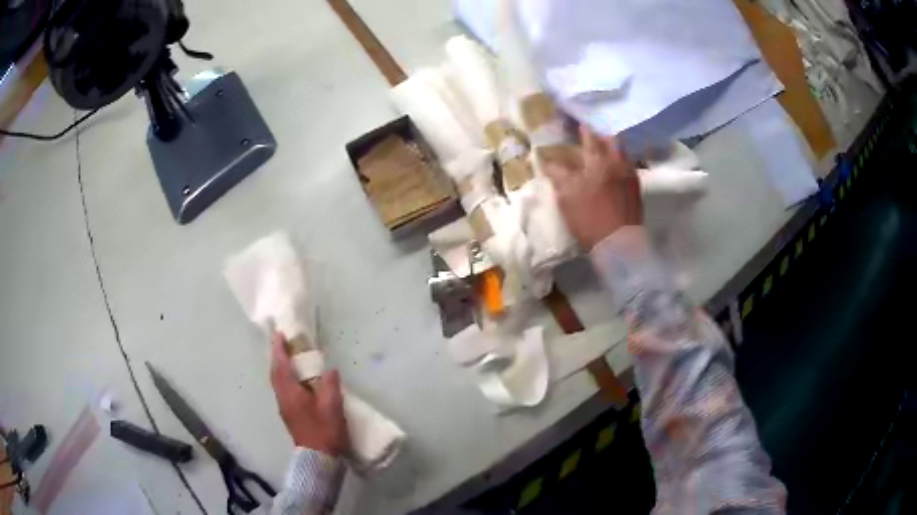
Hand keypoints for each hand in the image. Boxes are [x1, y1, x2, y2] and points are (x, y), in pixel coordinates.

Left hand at [270, 333, 348, 456]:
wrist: (319, 459)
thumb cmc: (324, 431)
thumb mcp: (332, 407)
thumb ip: (330, 385)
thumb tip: (329, 369)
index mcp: (290, 393)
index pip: (281, 366)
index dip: (279, 349)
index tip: (278, 333)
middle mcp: (283, 398)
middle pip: (275, 373)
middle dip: (277, 356)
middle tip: (283, 342)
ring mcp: (285, 408)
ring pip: (278, 382)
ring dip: (280, 367)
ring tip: (289, 357)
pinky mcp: (290, 415)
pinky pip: (283, 389)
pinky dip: (285, 378)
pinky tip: (296, 380)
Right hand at [543, 126, 641, 249]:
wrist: (619, 242)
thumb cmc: (589, 218)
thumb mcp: (566, 197)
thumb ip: (558, 175)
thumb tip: (548, 162)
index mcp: (598, 161)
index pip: (588, 138)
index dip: (582, 130)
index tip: (578, 124)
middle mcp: (617, 162)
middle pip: (612, 141)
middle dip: (602, 136)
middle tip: (593, 137)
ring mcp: (630, 175)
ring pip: (622, 153)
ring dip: (613, 149)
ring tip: (604, 153)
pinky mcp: (636, 189)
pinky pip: (629, 167)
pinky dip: (620, 164)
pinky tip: (614, 171)